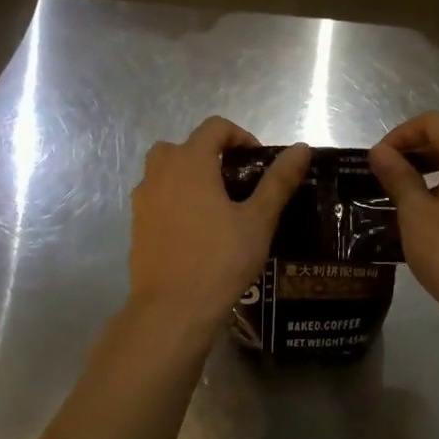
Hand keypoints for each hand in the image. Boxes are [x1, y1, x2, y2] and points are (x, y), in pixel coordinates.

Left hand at [127, 118, 308, 339]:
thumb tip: (301, 148)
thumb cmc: (219, 260)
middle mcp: (160, 173)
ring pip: (164, 170)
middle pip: (184, 145)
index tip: (258, 162)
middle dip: (211, 154)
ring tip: (217, 205)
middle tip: (236, 180)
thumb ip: (278, 181)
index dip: (240, 136)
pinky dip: (175, 199)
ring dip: (189, 175)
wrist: (171, 311)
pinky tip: (197, 230)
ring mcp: (143, 200)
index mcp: (190, 163)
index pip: (215, 127)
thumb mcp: (258, 220)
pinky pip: (157, 197)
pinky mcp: (136, 225)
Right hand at [370, 112, 438, 334]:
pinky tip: (429, 214)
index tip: (378, 159)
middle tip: (385, 175)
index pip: (432, 122)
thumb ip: (398, 176)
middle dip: (415, 150)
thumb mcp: (415, 213)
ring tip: (403, 194)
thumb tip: (380, 152)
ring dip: (431, 168)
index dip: (401, 133)